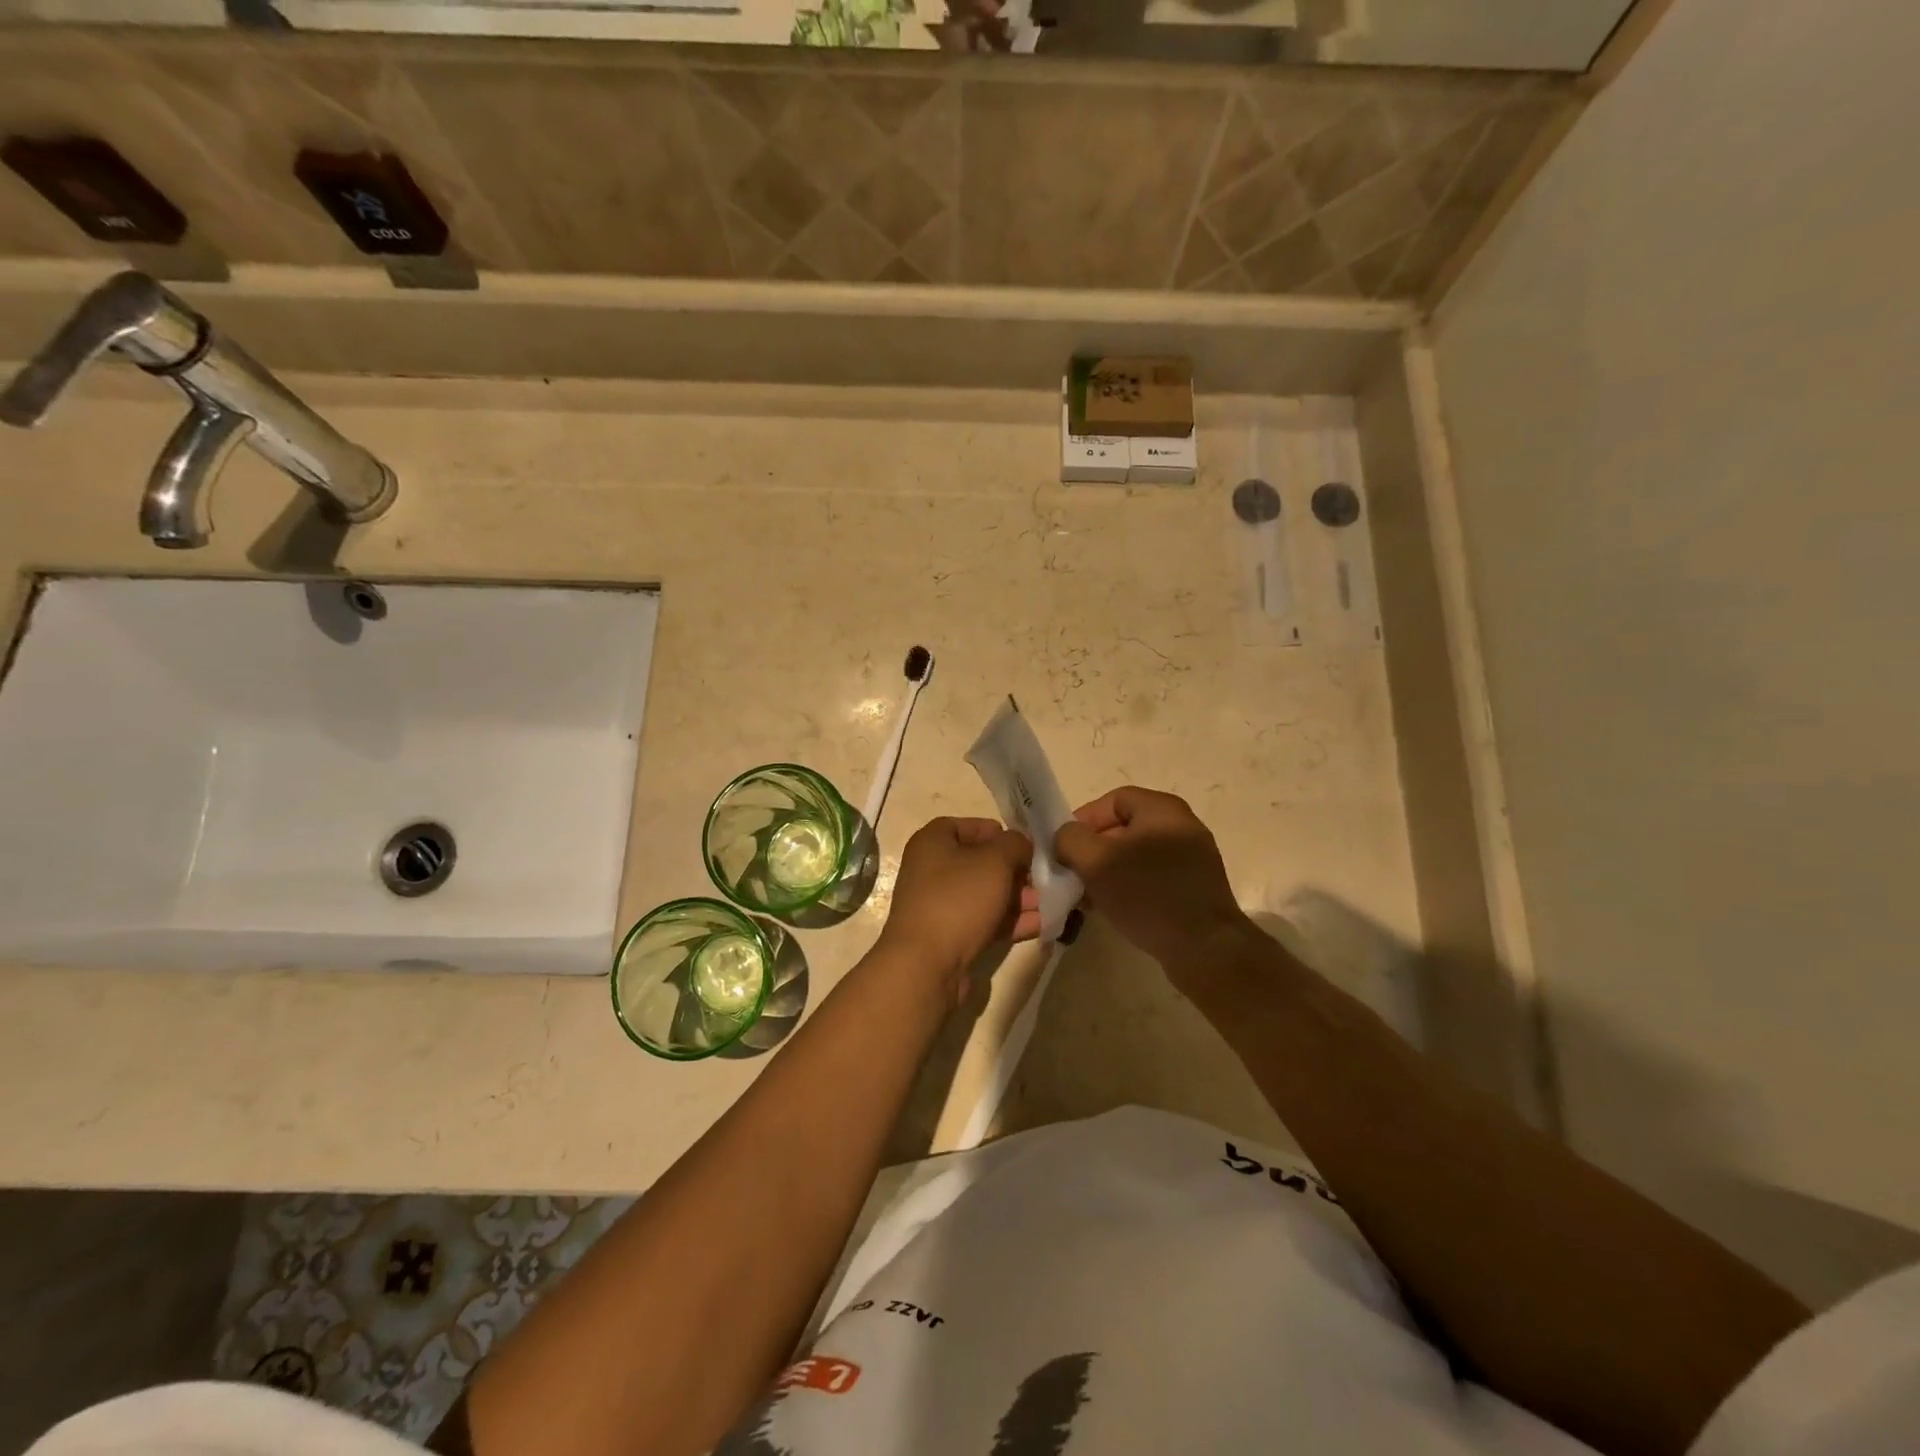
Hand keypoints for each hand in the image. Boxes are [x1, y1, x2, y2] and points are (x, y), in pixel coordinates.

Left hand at [877, 817, 1039, 999]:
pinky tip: (1042, 924)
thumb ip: (1015, 844)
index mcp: (932, 842)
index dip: (997, 832)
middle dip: (1015, 870)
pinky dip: (1010, 921)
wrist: (927, 964)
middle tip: (1044, 878)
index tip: (1025, 845)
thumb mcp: (995, 861)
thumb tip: (1022, 845)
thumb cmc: (958, 898)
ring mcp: (940, 905)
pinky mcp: (949, 936)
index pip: (967, 826)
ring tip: (1051, 903)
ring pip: (985, 894)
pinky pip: (984, 921)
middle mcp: (931, 870)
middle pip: (980, 862)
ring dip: (1018, 898)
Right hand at [1053, 786, 1250, 976]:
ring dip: (1108, 873)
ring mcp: (1192, 858)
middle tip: (1073, 876)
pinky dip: (1130, 888)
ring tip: (1089, 898)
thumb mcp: (1096, 862)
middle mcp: (1181, 826)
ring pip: (1136, 856)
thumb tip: (1066, 837)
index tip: (1063, 848)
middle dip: (1093, 851)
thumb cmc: (1148, 895)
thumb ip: (1071, 839)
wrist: (1205, 949)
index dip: (1083, 820)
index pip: (1112, 801)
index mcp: (1162, 810)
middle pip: (1124, 829)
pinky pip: (1153, 877)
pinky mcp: (1195, 888)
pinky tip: (1114, 910)